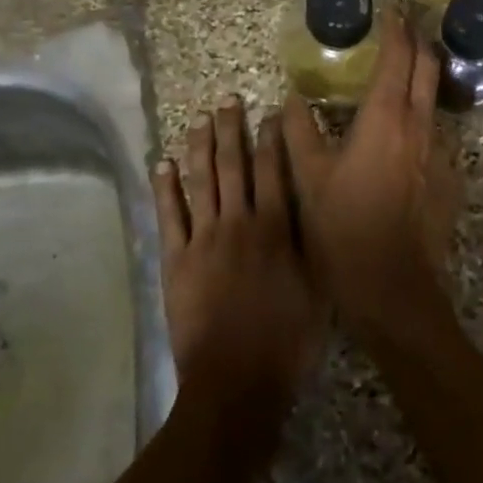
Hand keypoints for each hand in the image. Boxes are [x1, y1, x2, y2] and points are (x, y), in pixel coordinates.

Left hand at [153, 97, 324, 419]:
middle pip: (234, 166)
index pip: (274, 171)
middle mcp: (239, 223)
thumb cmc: (287, 341)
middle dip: (232, 130)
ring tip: (199, 119)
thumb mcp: (319, 290)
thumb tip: (311, 204)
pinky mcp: (176, 260)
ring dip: (200, 147)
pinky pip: (169, 216)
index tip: (269, 111)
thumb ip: (312, 244)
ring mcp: (203, 239)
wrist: (236, 382)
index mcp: (276, 229)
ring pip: (201, 181)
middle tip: (227, 100)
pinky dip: (166, 188)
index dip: (271, 138)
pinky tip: (164, 164)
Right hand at [282, 7, 462, 336]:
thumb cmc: (343, 230)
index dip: (396, 29)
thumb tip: (291, 100)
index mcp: (385, 119)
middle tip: (404, 28)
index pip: (398, 58)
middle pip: (428, 69)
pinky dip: (423, 121)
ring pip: (435, 103)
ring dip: (422, 81)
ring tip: (401, 78)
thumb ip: (298, 134)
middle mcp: (420, 128)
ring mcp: (440, 156)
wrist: (394, 290)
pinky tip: (405, 137)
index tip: (392, 9)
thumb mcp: (308, 180)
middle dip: (418, 43)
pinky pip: (437, 137)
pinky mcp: (449, 181)